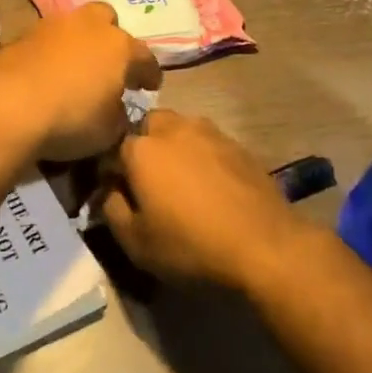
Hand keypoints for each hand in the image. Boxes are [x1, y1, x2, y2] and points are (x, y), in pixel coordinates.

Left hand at [0, 3, 161, 161]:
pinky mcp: (21, 35)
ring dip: (78, 42)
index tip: (150, 86)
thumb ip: (119, 116)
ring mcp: (52, 26)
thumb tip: (116, 111)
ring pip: (73, 25)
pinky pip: (45, 40)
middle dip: (111, 38)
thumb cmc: (70, 118)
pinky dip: (50, 53)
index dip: (150, 73)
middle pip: (107, 20)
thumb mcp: (108, 131)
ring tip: (75, 67)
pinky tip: (46, 73)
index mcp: (119, 47)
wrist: (7, 106)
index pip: (144, 57)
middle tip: (109, 64)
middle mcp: (89, 26)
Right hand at [101, 110, 305, 290]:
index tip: (112, 193)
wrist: (264, 246)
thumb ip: (111, 210)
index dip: (108, 172)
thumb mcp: (135, 242)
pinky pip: (207, 142)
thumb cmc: (190, 245)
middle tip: (147, 180)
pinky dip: (200, 155)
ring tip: (179, 180)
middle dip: (141, 146)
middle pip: (147, 126)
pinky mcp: (237, 145)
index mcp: (141, 149)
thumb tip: (108, 192)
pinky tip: (209, 184)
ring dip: (172, 146)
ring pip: (179, 128)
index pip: (111, 150)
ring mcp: (209, 132)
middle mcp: (173, 129)